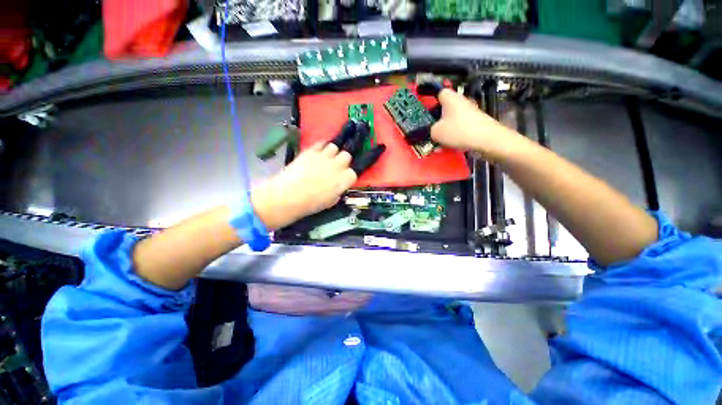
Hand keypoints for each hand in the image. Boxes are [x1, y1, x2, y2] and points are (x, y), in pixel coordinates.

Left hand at [251, 142, 356, 229]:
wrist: (289, 195)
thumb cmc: (311, 204)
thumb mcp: (330, 202)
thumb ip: (337, 192)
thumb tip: (337, 188)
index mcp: (344, 180)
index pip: (353, 173)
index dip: (348, 176)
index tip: (343, 179)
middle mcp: (337, 165)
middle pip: (346, 156)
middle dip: (343, 161)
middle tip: (336, 167)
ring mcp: (324, 156)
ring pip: (334, 147)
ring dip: (332, 153)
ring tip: (326, 158)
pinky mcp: (311, 151)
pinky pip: (321, 143)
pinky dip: (321, 146)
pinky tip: (318, 152)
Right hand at [431, 89, 523, 160]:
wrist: (486, 139)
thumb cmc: (459, 131)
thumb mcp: (436, 132)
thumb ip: (429, 130)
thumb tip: (430, 131)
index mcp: (450, 98)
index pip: (438, 92)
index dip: (430, 98)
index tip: (424, 106)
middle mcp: (460, 101)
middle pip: (444, 107)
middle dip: (436, 118)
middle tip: (429, 127)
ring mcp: (469, 112)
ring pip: (450, 118)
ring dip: (443, 128)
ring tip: (438, 140)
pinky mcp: (474, 122)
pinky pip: (458, 126)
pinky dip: (452, 134)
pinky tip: (448, 144)